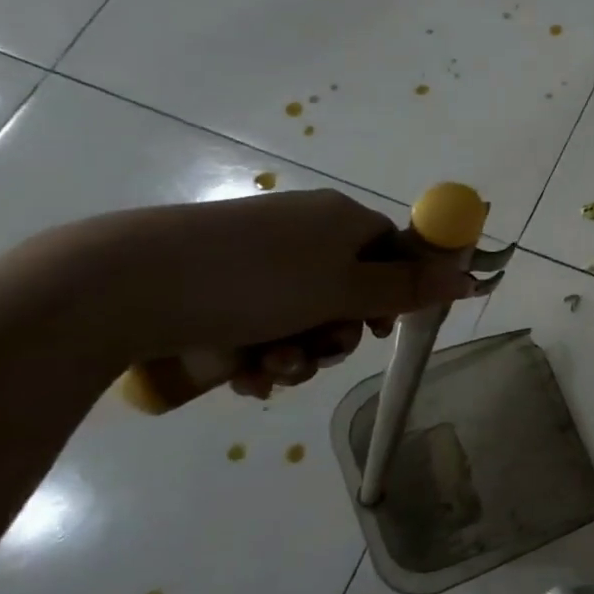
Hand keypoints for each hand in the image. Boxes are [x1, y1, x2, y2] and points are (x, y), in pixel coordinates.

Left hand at [46, 189, 497, 394]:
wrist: (121, 286)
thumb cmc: (255, 282)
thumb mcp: (345, 290)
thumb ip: (410, 287)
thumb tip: (471, 276)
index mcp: (339, 219)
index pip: (391, 251)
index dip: (394, 293)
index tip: (379, 331)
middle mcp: (302, 232)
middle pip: (349, 289)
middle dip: (337, 335)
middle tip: (318, 355)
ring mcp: (254, 258)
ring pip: (302, 315)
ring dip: (297, 353)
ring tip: (269, 372)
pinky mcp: (212, 285)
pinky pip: (258, 322)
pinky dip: (258, 352)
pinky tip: (242, 375)